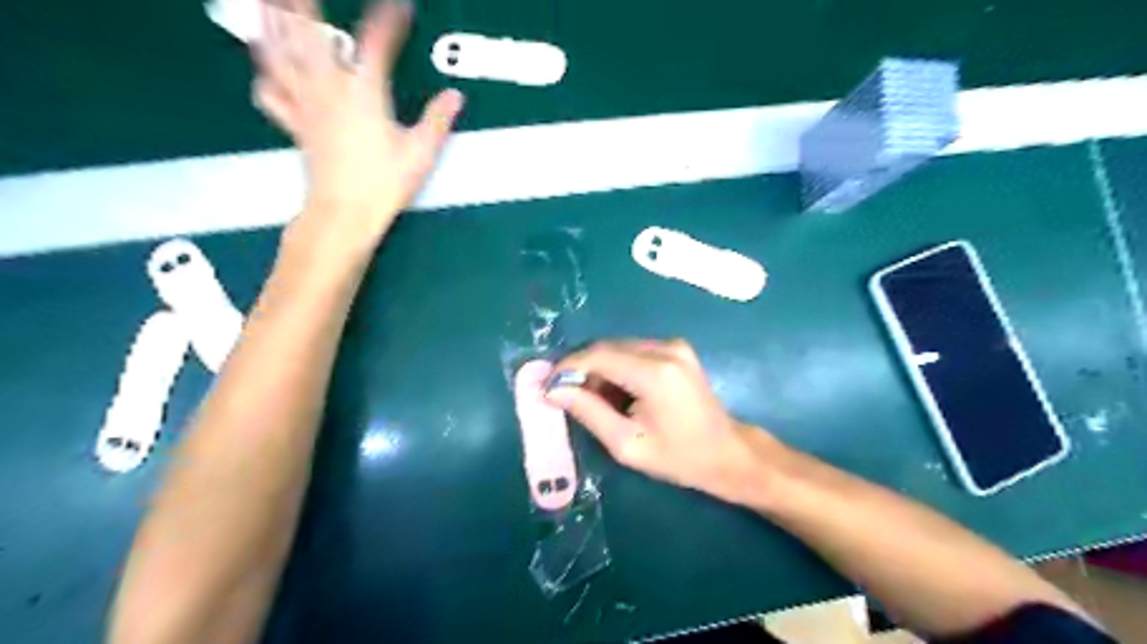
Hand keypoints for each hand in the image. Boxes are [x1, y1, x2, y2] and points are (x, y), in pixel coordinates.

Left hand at [251, 0, 461, 240]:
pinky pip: (271, 94)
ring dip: (270, 23)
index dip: (390, 19)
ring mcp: (306, 105)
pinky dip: (266, 77)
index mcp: (364, 93)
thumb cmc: (385, 183)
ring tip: (267, 3)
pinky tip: (267, 70)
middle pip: (309, 33)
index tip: (401, 6)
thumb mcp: (420, 153)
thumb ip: (437, 120)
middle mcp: (329, 89)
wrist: (345, 212)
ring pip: (280, 55)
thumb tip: (456, 96)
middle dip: (304, 4)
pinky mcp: (295, 125)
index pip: (376, 42)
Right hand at [546, 341, 778, 504]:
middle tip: (565, 397)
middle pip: (606, 347)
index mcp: (655, 372)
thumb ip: (588, 412)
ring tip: (592, 400)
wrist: (728, 453)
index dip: (567, 368)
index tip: (546, 388)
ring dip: (598, 369)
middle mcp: (665, 348)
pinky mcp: (676, 349)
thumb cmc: (679, 458)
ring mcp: (674, 345)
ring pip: (618, 348)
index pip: (598, 355)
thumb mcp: (627, 444)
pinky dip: (616, 367)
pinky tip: (615, 393)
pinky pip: (633, 351)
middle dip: (581, 369)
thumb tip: (553, 390)